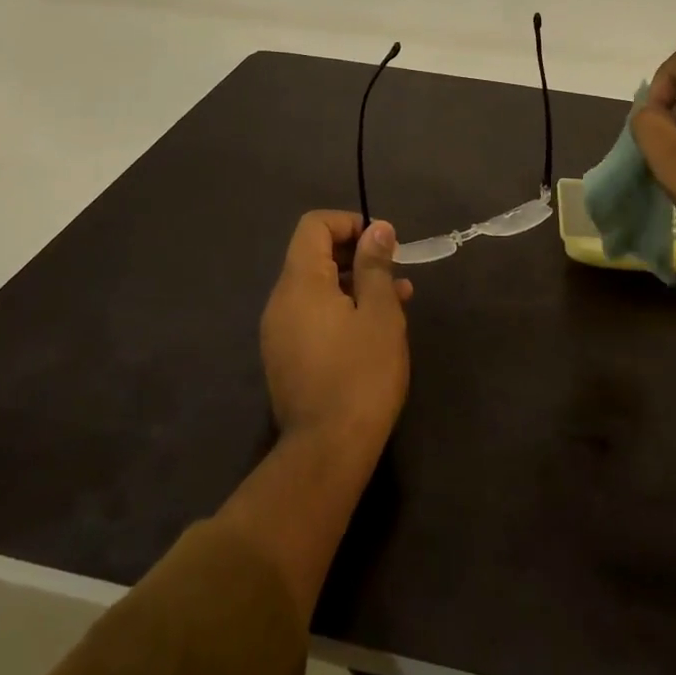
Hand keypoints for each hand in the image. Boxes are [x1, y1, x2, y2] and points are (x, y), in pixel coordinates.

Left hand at [260, 211, 411, 456]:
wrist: (327, 452)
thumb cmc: (361, 374)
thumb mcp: (379, 313)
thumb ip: (375, 265)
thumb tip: (377, 229)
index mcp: (300, 282)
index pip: (313, 225)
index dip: (348, 222)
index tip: (381, 242)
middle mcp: (280, 300)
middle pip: (313, 254)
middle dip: (356, 254)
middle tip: (394, 271)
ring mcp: (278, 331)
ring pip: (316, 288)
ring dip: (353, 284)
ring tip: (397, 299)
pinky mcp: (284, 357)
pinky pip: (311, 315)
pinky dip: (340, 309)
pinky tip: (373, 329)